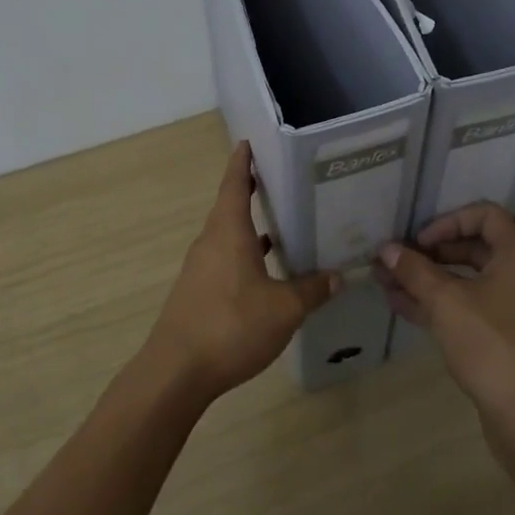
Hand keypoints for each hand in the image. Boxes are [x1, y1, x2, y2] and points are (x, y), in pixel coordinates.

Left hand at [146, 141, 340, 400]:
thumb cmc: (231, 326)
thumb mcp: (284, 309)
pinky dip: (245, 256)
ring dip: (250, 228)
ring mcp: (200, 268)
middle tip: (281, 182)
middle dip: (251, 192)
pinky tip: (265, 273)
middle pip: (230, 207)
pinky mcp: (198, 292)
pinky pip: (224, 260)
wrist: (177, 371)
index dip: (242, 162)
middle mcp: (210, 243)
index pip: (234, 184)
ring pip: (228, 237)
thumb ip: (311, 290)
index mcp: (228, 232)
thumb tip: (337, 276)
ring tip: (281, 225)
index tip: (249, 143)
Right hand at [374, 203, 514, 418]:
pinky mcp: (501, 334)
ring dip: (426, 279)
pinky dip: (436, 303)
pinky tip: (399, 305)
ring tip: (385, 281)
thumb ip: (414, 271)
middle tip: (395, 260)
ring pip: (464, 280)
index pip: (485, 215)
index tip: (420, 241)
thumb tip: (386, 249)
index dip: (449, 221)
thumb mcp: (446, 302)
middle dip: (429, 252)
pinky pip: (466, 306)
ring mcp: (512, 307)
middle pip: (472, 247)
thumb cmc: (490, 345)